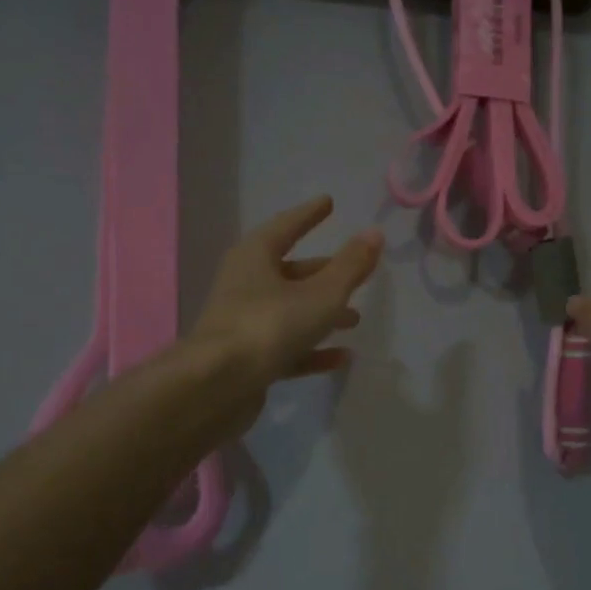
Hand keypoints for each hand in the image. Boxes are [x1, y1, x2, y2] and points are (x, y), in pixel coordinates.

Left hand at [184, 195, 382, 431]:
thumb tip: (374, 233)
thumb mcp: (321, 294)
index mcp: (255, 257)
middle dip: (324, 272)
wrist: (216, 386)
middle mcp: (245, 284)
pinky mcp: (247, 359)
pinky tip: (341, 358)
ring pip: (290, 311)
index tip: (329, 203)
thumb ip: (350, 267)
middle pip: (290, 271)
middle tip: (355, 273)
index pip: (287, 226)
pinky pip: (286, 347)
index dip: (310, 215)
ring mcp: (244, 323)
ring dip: (322, 313)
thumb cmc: (270, 325)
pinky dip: (312, 349)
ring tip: (355, 320)